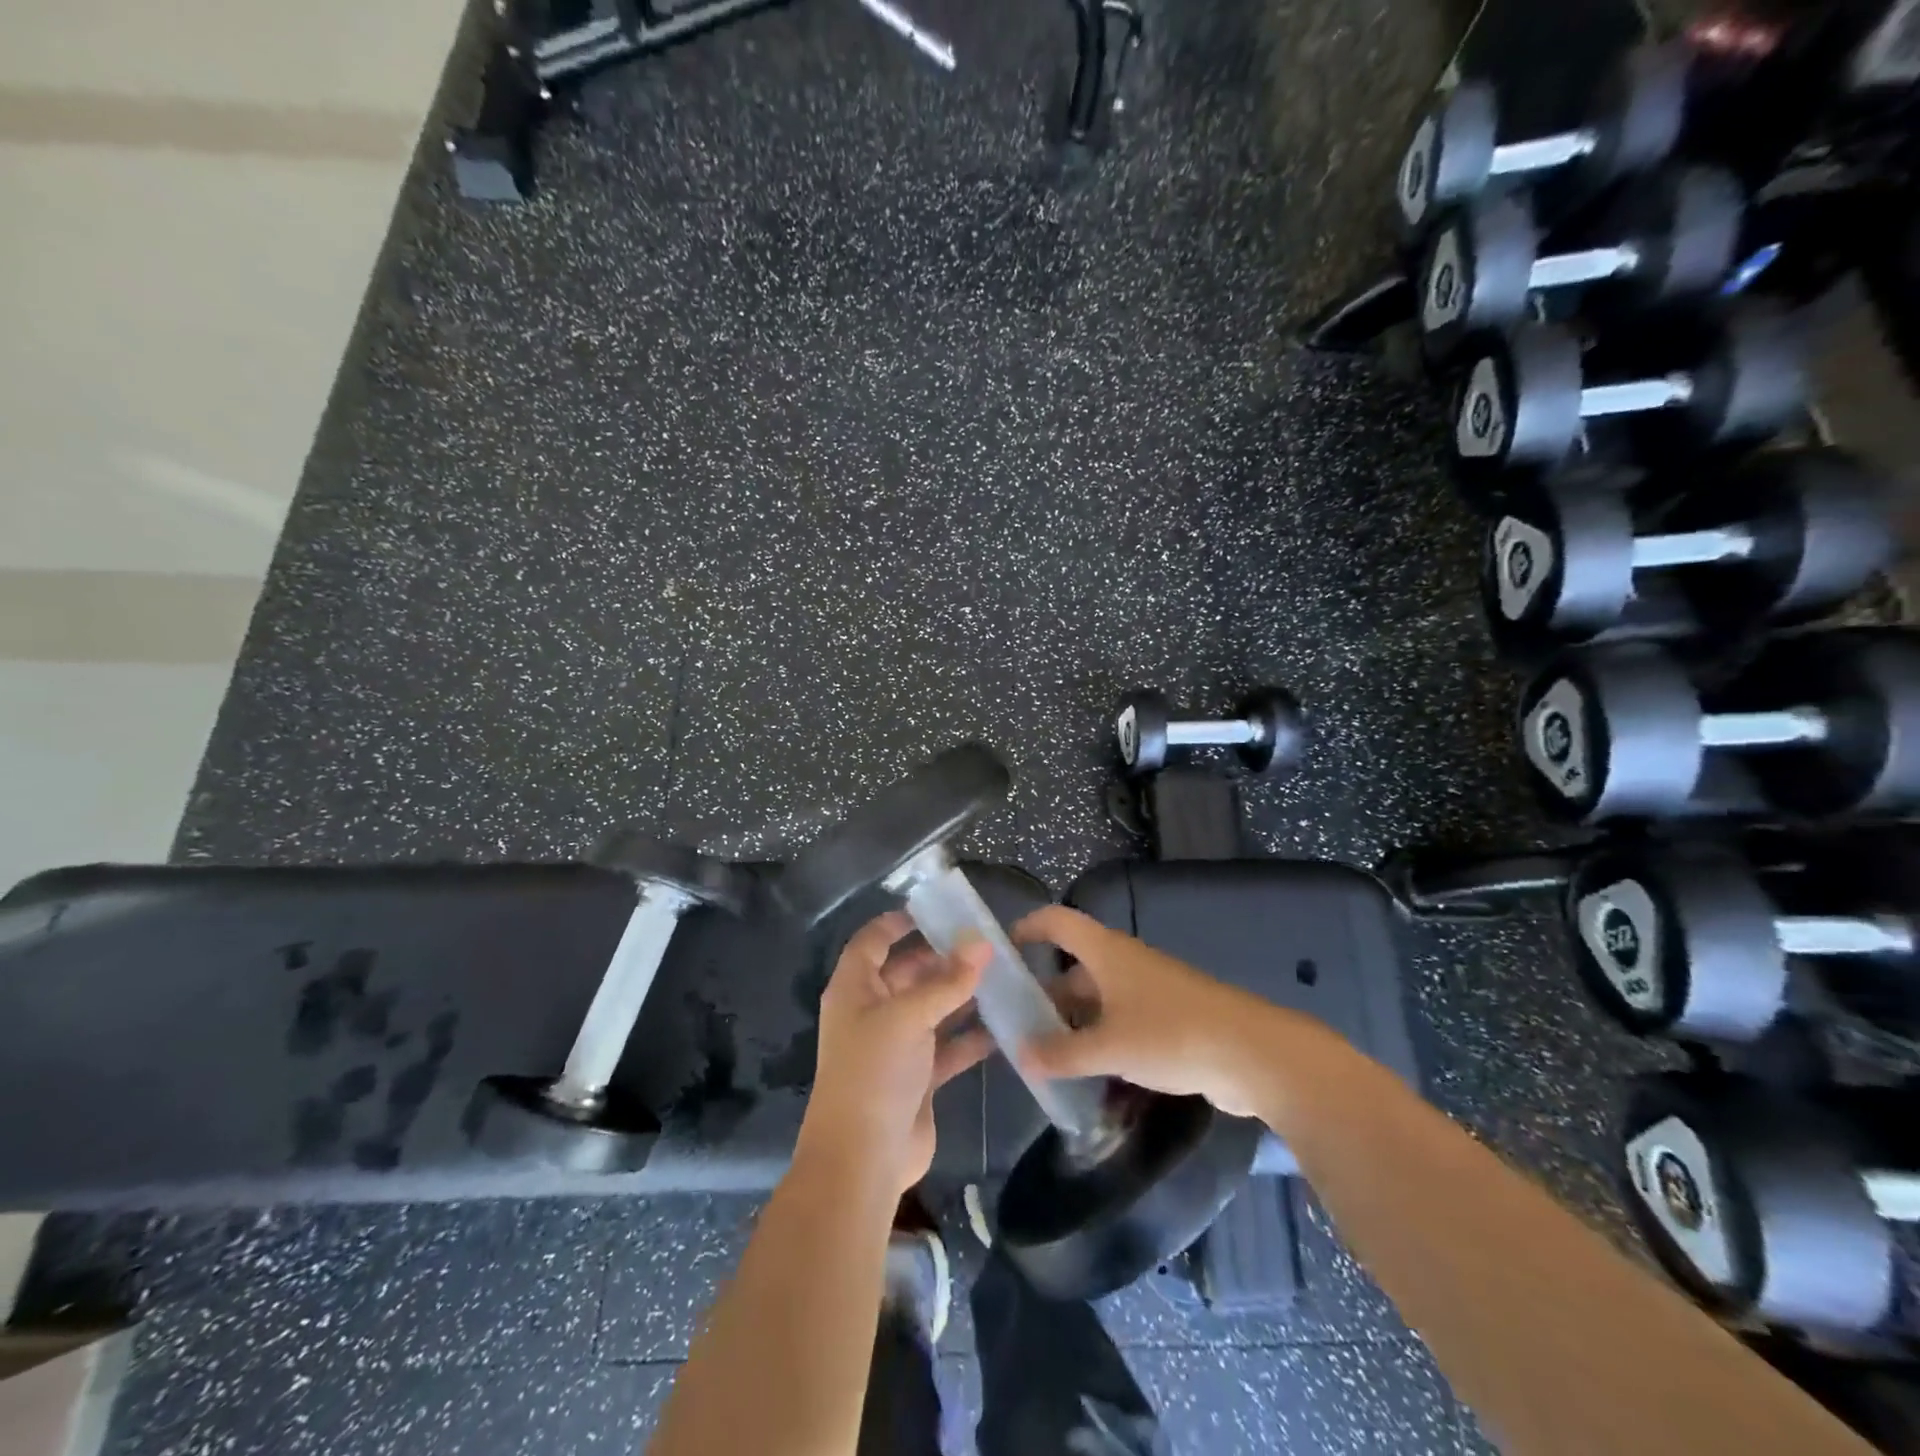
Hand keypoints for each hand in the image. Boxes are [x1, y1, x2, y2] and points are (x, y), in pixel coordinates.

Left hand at [796, 911, 991, 1195]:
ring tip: (1001, 975)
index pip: (872, 941)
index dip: (897, 922)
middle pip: (907, 972)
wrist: (862, 1160)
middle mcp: (872, 1012)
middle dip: (941, 957)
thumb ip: (947, 981)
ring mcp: (895, 1046)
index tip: (936, 909)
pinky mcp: (917, 1077)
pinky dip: (970, 1037)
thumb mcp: (909, 1017)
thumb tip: (982, 943)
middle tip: (985, 942)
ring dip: (960, 995)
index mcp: (854, 989)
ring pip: (931, 1009)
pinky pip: (947, 1047)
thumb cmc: (874, 1073)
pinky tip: (1003, 1026)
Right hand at [1012, 905, 1297, 1118]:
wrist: (1254, 1054)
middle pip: (1074, 970)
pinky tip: (1088, 1077)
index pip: (1058, 922)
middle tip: (1014, 1030)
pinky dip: (1100, 1044)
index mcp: (1106, 953)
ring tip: (1044, 1061)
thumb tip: (1021, 1056)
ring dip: (1072, 1027)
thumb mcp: (1109, 1046)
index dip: (1027, 928)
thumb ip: (1062, 1053)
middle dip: (1044, 997)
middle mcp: (1124, 964)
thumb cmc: (1172, 1034)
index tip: (1001, 954)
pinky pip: (1121, 1026)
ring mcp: (1149, 993)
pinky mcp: (1168, 1022)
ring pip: (1097, 1003)